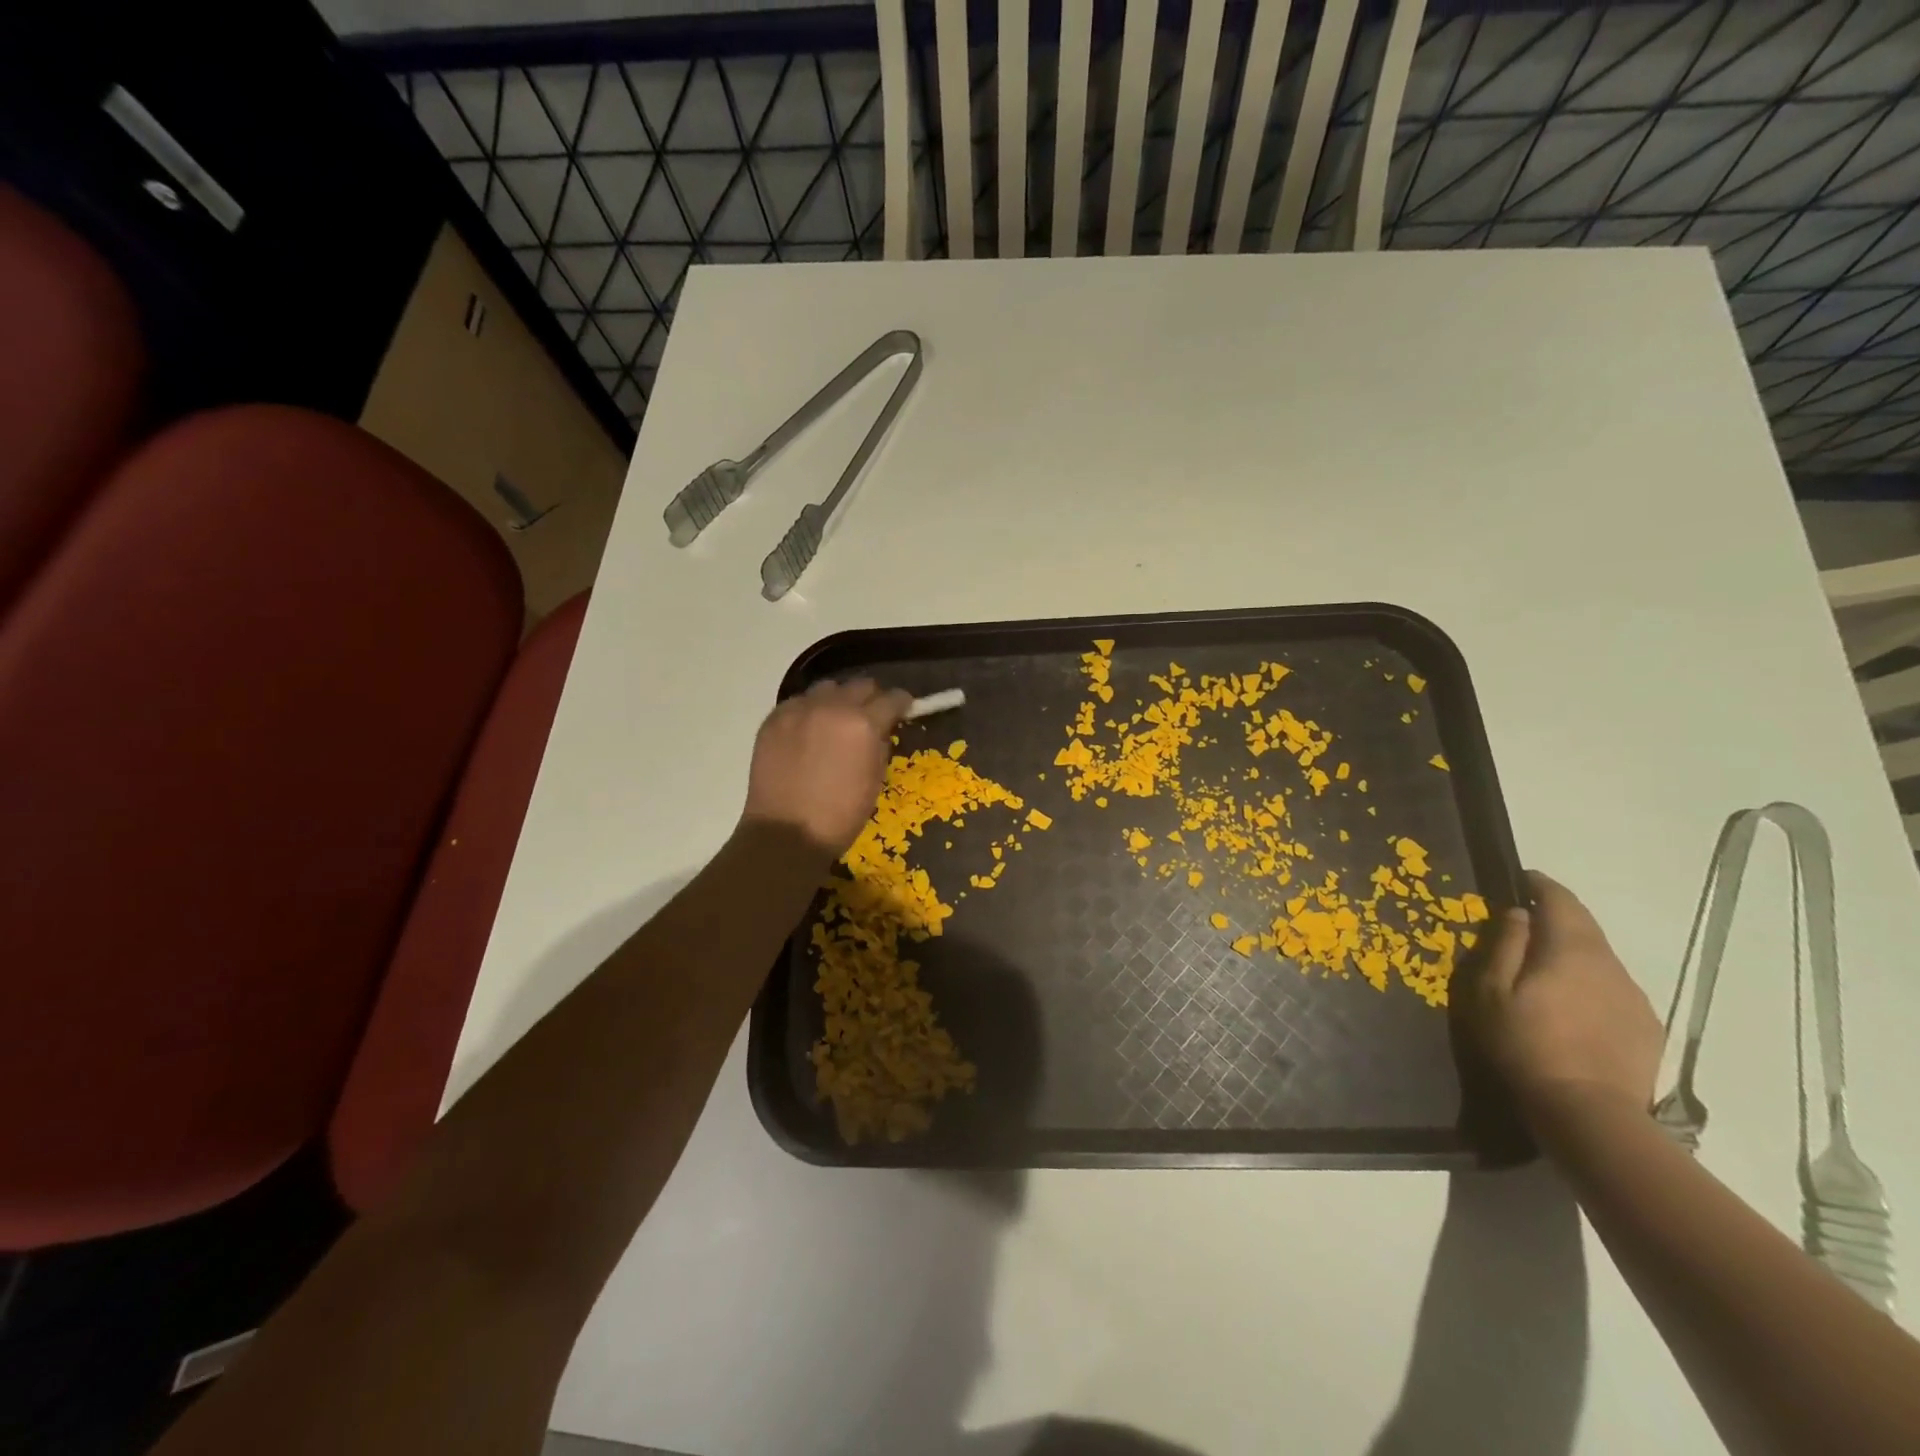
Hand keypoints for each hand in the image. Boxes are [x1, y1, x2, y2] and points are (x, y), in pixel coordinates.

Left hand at [742, 678, 910, 856]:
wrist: (786, 832)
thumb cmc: (840, 815)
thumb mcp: (875, 780)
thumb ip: (880, 745)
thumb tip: (880, 730)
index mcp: (863, 724)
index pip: (892, 698)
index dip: (902, 703)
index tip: (903, 710)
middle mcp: (832, 707)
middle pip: (860, 685)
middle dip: (870, 698)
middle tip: (870, 716)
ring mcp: (798, 710)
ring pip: (827, 688)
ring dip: (838, 700)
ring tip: (835, 720)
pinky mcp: (773, 719)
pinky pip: (798, 702)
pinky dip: (809, 710)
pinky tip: (808, 731)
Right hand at [1460, 871, 1662, 1132]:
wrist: (1589, 1111)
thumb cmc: (1526, 1043)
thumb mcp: (1492, 991)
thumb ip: (1506, 946)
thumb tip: (1519, 914)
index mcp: (1571, 949)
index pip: (1560, 900)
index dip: (1540, 884)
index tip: (1521, 878)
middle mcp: (1610, 964)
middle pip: (1585, 926)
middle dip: (1558, 915)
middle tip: (1527, 920)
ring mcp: (1634, 996)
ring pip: (1600, 959)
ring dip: (1573, 952)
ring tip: (1546, 967)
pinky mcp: (1646, 1026)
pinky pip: (1613, 989)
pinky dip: (1590, 983)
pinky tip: (1573, 1005)